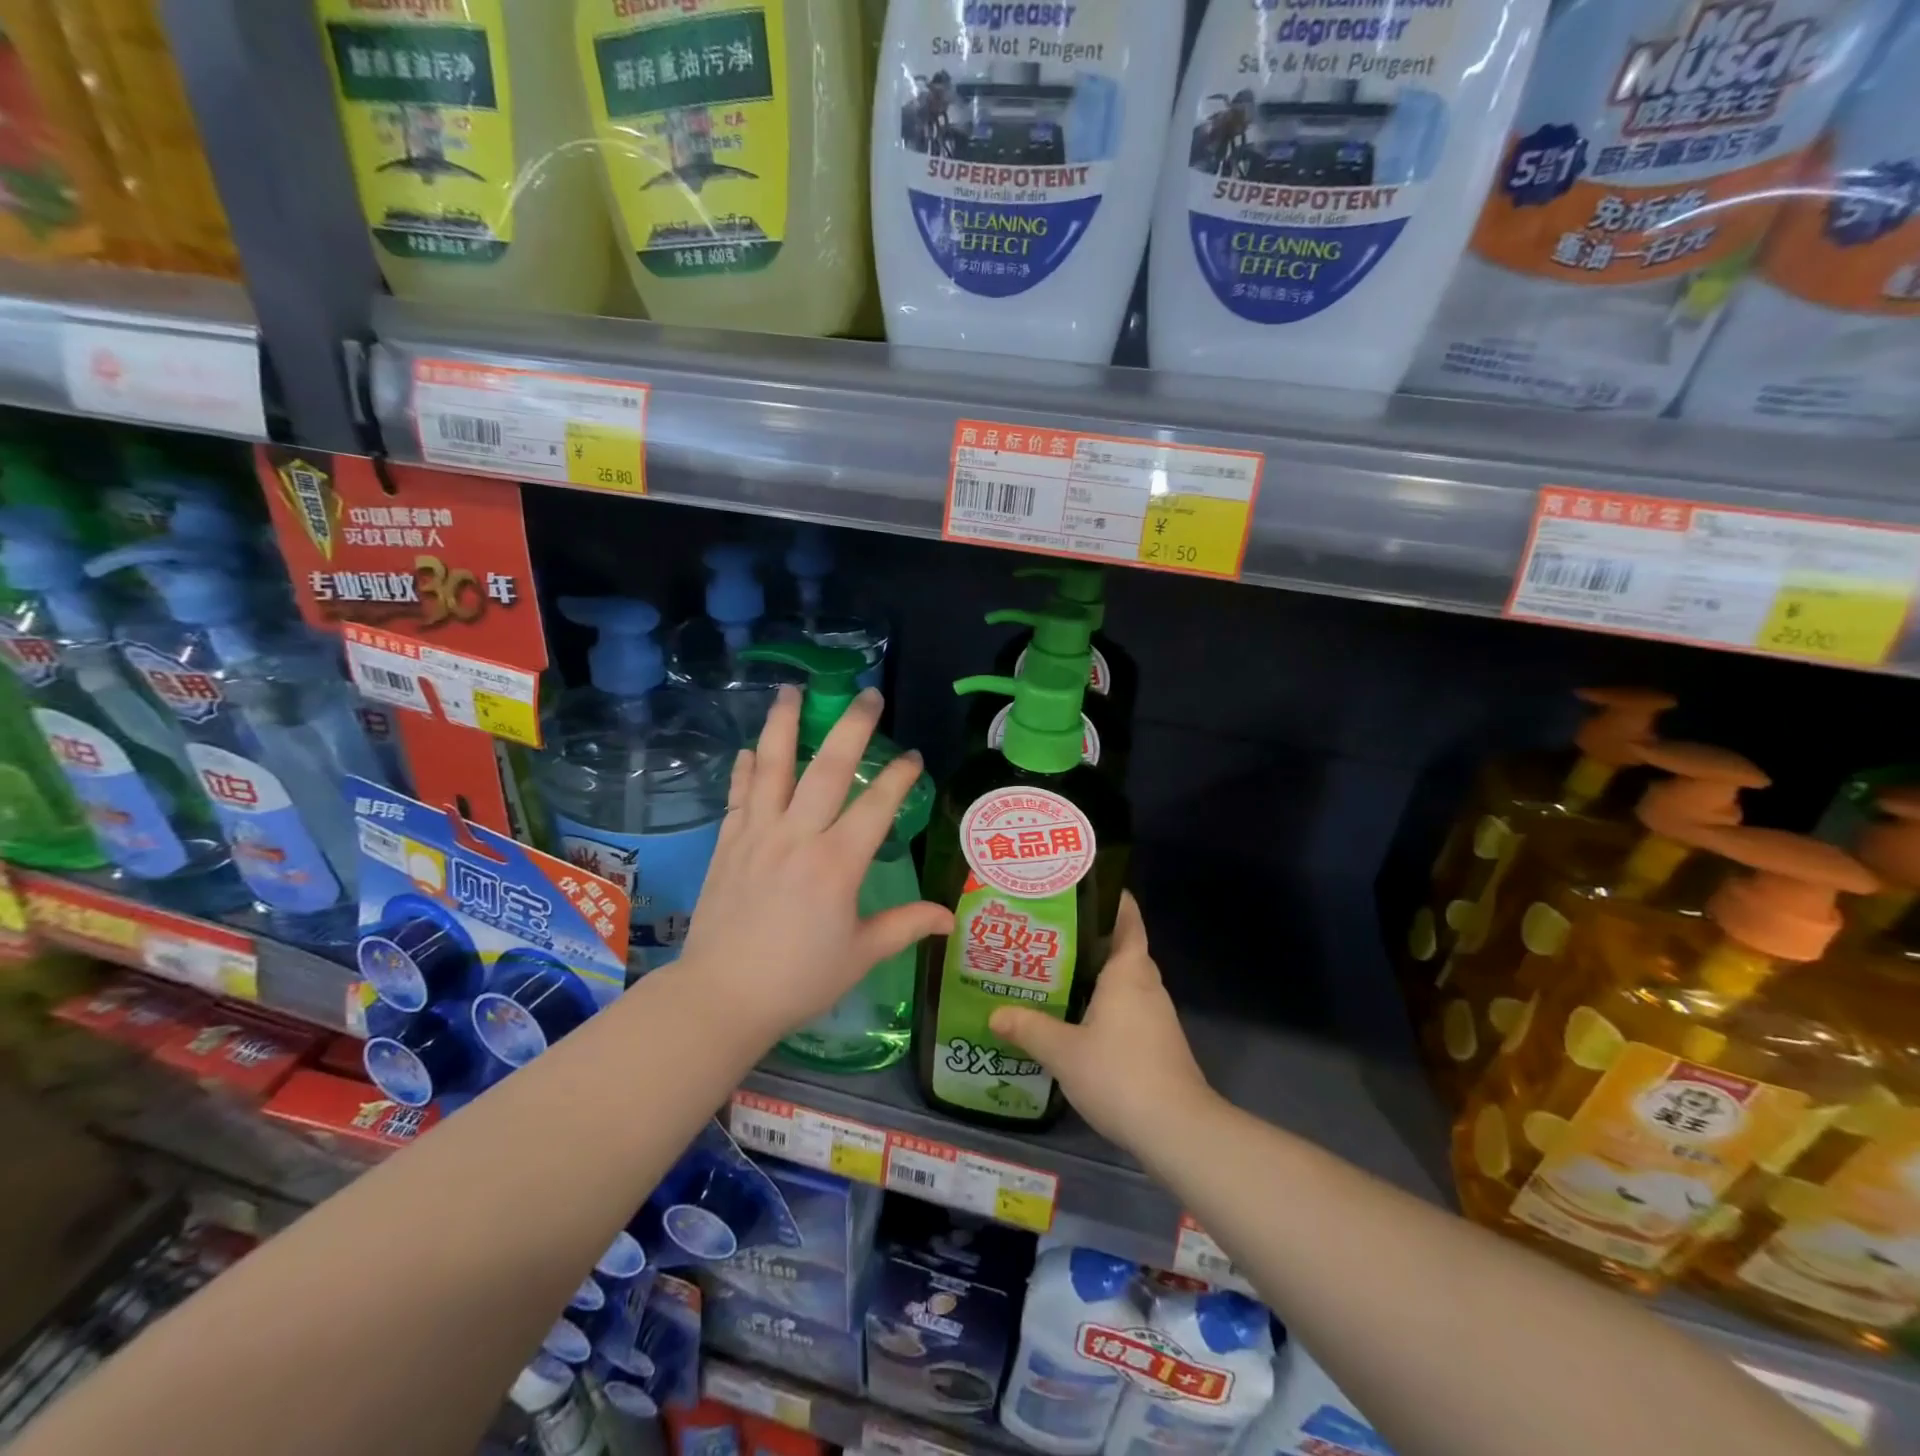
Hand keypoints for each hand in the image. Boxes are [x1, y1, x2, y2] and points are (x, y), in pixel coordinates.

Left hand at [678, 686, 952, 1043]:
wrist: (721, 996)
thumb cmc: (799, 979)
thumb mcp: (860, 955)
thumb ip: (906, 926)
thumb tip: (950, 918)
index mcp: (837, 864)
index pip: (877, 805)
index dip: (900, 777)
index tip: (913, 757)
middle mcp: (798, 837)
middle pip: (828, 768)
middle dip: (852, 727)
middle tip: (867, 694)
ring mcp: (758, 835)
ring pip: (773, 767)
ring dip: (784, 725)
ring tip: (792, 690)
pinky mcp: (728, 844)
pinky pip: (739, 796)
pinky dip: (746, 769)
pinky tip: (750, 749)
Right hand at [989, 893, 1214, 1149]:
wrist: (1177, 1130)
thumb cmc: (1120, 1074)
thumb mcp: (1063, 1051)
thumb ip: (1029, 1028)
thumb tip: (995, 1013)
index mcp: (1129, 972)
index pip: (1127, 919)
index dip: (1111, 900)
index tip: (1082, 888)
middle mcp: (1146, 985)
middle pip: (1122, 949)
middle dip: (1090, 938)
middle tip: (1049, 934)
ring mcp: (1156, 1016)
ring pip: (1124, 981)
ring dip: (1095, 974)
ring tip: (1053, 973)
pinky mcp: (1157, 1043)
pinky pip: (1127, 1008)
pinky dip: (1103, 1004)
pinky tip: (1075, 1018)